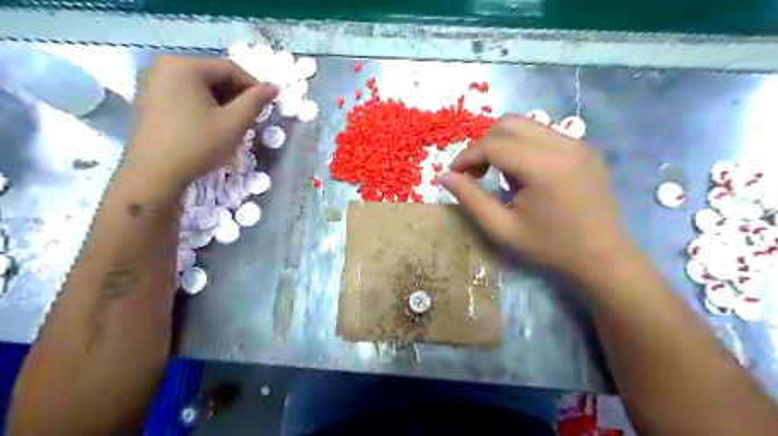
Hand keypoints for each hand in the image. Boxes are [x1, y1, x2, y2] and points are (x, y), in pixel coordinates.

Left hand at [122, 55, 277, 190]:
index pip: (229, 69)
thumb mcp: (234, 123)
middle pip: (213, 76)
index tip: (267, 105)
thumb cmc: (198, 144)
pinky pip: (186, 96)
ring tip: (235, 123)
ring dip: (223, 102)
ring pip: (200, 87)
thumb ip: (255, 102)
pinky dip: (205, 106)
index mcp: (185, 67)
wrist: (155, 173)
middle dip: (237, 95)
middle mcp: (165, 67)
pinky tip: (214, 126)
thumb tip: (273, 87)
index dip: (253, 86)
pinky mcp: (150, 100)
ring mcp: (154, 84)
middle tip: (252, 117)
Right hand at [441, 115, 634, 280]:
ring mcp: (578, 143)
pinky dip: (522, 146)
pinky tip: (523, 174)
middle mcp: (563, 144)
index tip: (454, 174)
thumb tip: (443, 176)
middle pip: (509, 123)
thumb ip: (470, 199)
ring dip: (502, 144)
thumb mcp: (502, 229)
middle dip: (483, 144)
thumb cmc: (550, 247)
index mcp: (544, 166)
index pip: (493, 144)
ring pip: (526, 124)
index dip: (467, 156)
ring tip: (498, 174)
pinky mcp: (584, 148)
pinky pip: (543, 134)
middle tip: (475, 172)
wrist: (603, 257)